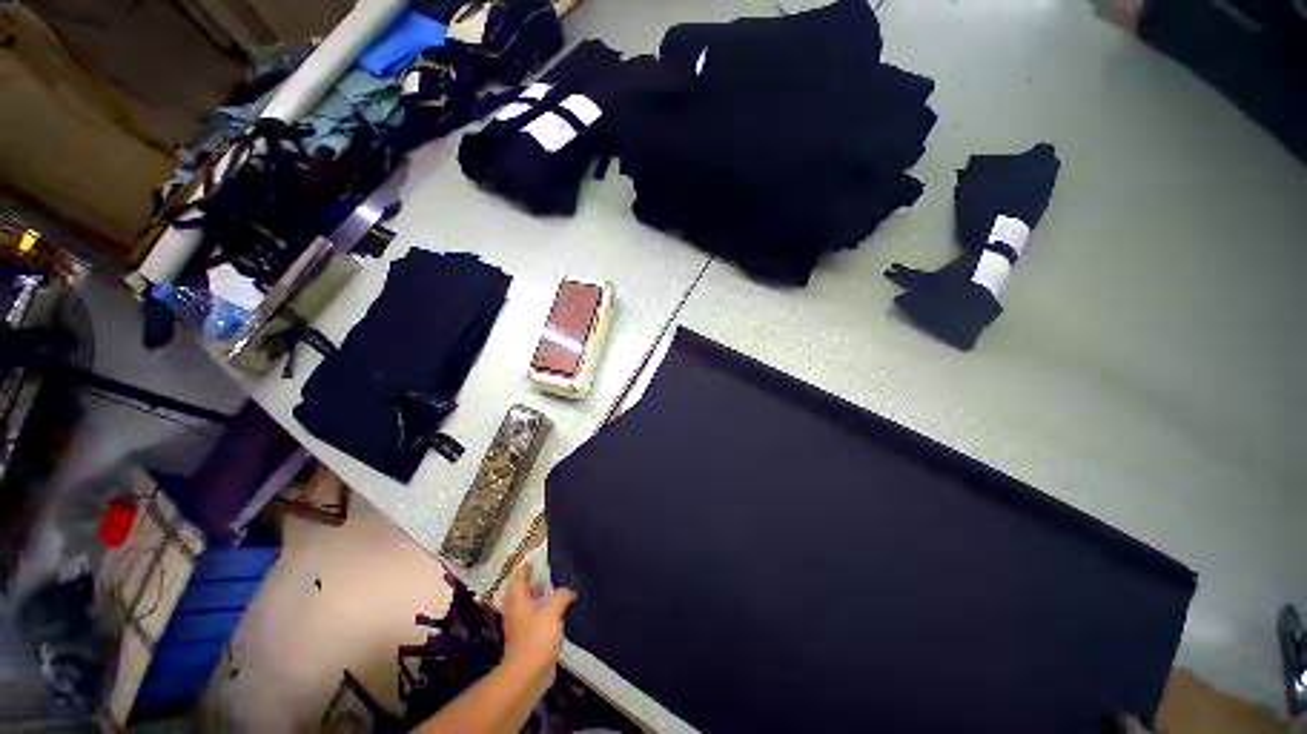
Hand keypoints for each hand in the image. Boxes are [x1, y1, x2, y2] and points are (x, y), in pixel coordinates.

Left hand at [502, 563, 575, 676]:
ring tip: (554, 593)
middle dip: (532, 583)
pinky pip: (533, 620)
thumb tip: (568, 591)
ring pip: (527, 607)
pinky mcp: (525, 641)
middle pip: (521, 592)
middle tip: (546, 575)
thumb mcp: (553, 609)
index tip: (534, 559)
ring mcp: (519, 627)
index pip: (519, 577)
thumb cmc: (537, 636)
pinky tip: (555, 616)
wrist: (527, 674)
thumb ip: (561, 595)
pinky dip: (542, 614)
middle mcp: (515, 611)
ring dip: (538, 599)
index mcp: (517, 599)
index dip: (526, 567)